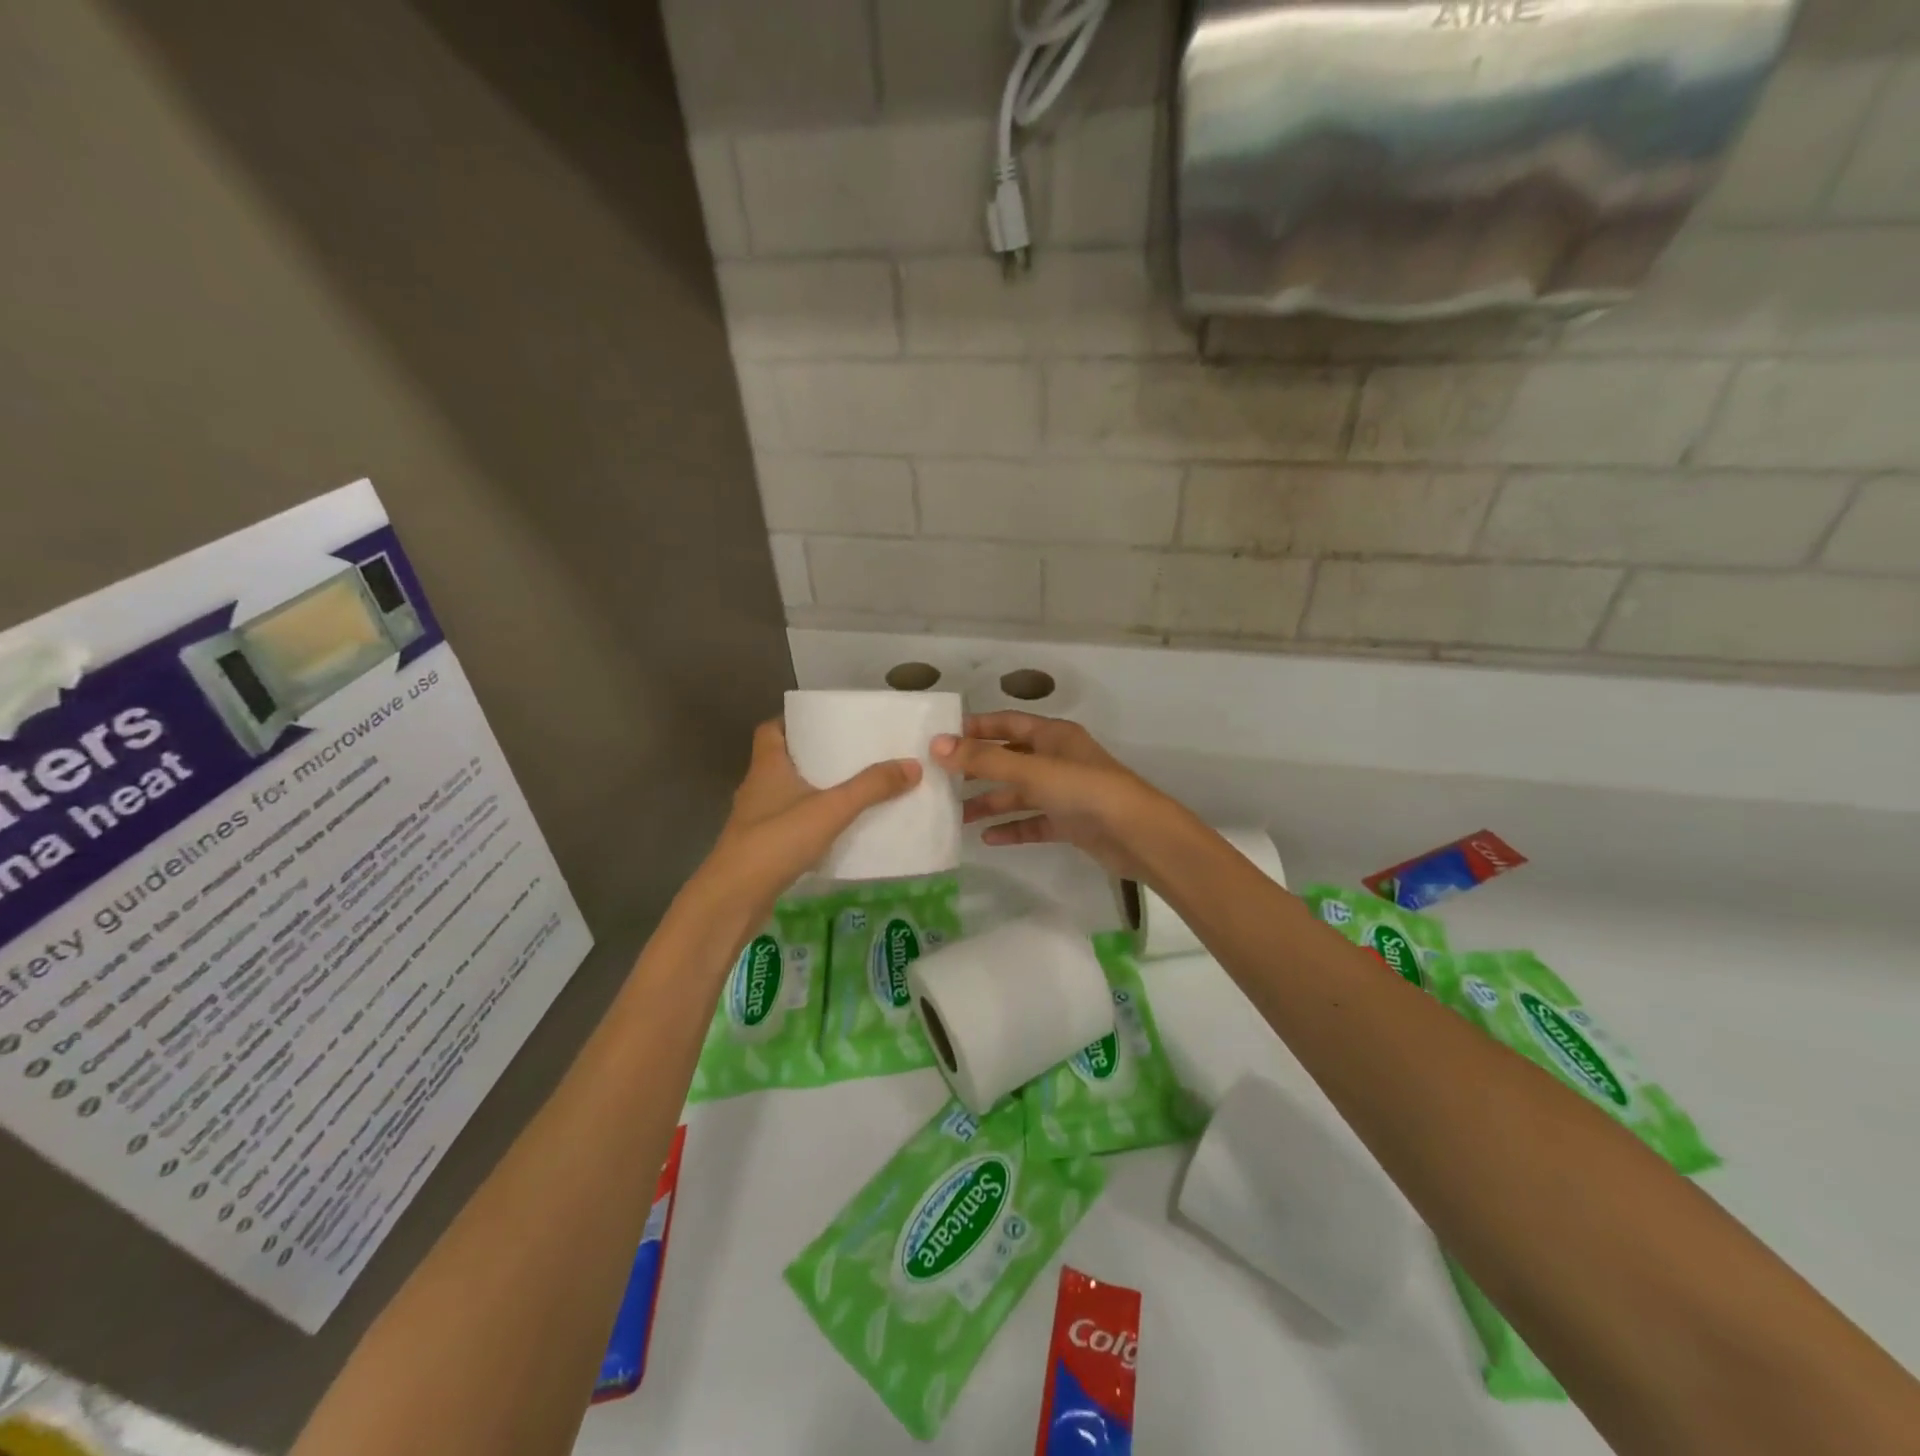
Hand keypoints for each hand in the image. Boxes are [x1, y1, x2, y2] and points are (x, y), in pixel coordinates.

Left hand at [704, 719, 920, 904]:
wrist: (733, 898)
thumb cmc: (776, 841)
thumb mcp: (832, 809)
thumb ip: (871, 787)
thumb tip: (913, 765)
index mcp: (767, 766)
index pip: (771, 729)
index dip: (793, 721)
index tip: (825, 722)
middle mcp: (757, 787)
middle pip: (783, 760)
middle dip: (814, 756)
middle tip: (851, 754)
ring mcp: (755, 820)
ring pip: (786, 793)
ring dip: (812, 790)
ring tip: (850, 790)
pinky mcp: (760, 847)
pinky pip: (788, 823)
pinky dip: (809, 821)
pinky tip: (834, 830)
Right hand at [932, 712, 1179, 882]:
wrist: (1137, 834)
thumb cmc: (1084, 790)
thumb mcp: (1031, 771)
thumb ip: (984, 760)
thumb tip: (937, 745)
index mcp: (1052, 736)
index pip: (1006, 724)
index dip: (976, 728)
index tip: (941, 738)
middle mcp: (1057, 759)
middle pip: (1009, 760)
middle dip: (977, 770)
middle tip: (941, 781)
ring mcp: (1064, 792)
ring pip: (1019, 793)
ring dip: (990, 803)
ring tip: (955, 816)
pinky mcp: (1070, 822)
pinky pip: (1033, 822)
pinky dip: (1012, 828)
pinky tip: (987, 839)